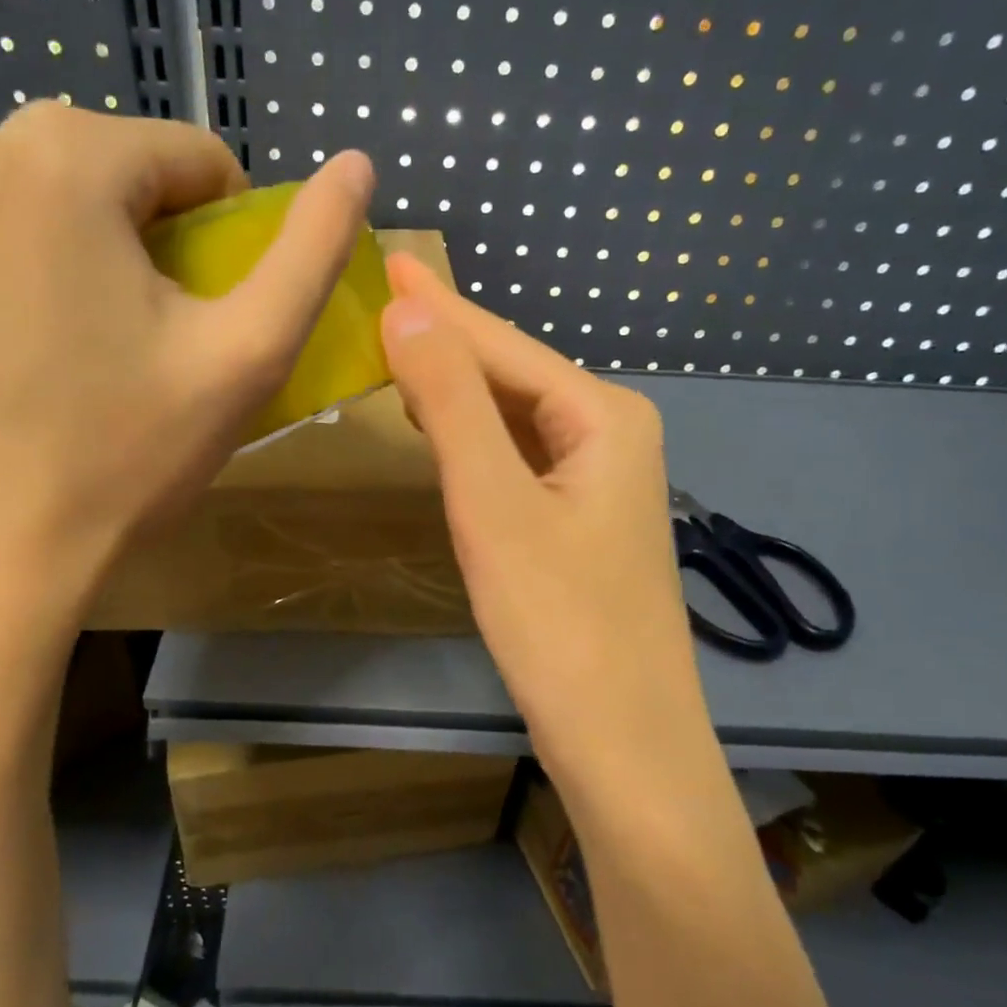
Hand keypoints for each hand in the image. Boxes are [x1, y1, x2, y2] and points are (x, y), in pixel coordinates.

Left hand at [0, 105, 375, 638]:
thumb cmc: (125, 452)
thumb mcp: (248, 352)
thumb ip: (312, 252)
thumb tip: (359, 166)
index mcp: (64, 157)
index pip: (198, 159)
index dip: (234, 235)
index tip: (221, 314)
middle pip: (128, 169)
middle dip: (167, 238)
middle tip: (170, 334)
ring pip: (66, 193)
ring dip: (110, 247)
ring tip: (112, 341)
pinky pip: (9, 229)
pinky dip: (49, 265)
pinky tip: (51, 346)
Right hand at [379, 253, 705, 778]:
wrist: (624, 744)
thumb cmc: (559, 623)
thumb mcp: (493, 503)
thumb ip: (450, 403)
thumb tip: (407, 310)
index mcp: (604, 415)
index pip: (504, 345)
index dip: (440, 306)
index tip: (389, 262)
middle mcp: (612, 435)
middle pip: (512, 374)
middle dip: (448, 341)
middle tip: (382, 306)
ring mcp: (600, 482)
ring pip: (514, 416)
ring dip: (457, 387)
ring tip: (399, 354)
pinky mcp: (581, 524)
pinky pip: (519, 457)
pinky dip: (474, 438)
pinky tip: (442, 431)